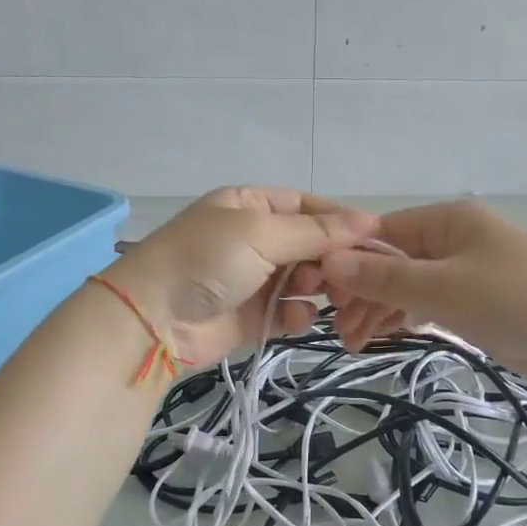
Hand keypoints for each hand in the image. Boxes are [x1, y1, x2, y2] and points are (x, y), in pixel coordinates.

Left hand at [106, 187, 376, 366]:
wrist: (153, 320)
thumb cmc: (205, 261)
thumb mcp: (261, 233)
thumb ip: (317, 232)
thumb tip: (371, 220)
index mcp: (250, 205)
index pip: (308, 207)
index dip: (340, 222)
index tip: (373, 239)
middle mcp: (254, 238)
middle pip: (311, 245)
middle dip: (330, 259)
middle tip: (342, 275)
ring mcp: (253, 279)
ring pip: (304, 280)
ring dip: (317, 286)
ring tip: (315, 293)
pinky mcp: (252, 316)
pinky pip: (289, 311)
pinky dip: (297, 315)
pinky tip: (297, 318)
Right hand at [319, 199, 526, 388]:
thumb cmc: (515, 302)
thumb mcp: (442, 288)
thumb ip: (384, 276)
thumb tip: (330, 260)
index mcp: (447, 220)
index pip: (380, 232)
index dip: (348, 261)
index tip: (323, 296)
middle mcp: (454, 240)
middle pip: (391, 260)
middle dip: (363, 292)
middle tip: (341, 332)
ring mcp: (467, 272)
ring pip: (408, 285)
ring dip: (380, 310)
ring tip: (356, 344)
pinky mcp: (478, 303)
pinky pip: (429, 304)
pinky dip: (406, 318)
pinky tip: (383, 336)